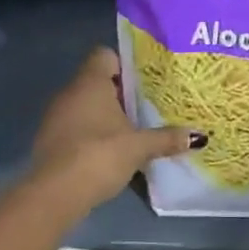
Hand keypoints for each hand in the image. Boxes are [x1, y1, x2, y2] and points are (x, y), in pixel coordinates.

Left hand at [31, 48, 199, 207]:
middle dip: (120, 94)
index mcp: (91, 82)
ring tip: (131, 132)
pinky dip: (90, 134)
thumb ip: (167, 138)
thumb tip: (199, 136)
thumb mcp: (139, 147)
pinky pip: (74, 127)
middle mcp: (70, 91)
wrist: (55, 194)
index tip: (143, 83)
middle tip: (146, 108)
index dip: (124, 65)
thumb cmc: (99, 155)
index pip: (105, 55)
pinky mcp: (49, 140)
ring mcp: (55, 116)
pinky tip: (108, 153)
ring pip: (85, 105)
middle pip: (97, 81)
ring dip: (104, 116)